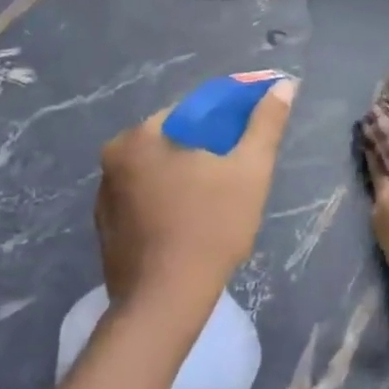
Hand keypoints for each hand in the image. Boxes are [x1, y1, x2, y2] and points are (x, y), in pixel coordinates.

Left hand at [94, 78, 295, 320]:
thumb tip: (284, 84)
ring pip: (158, 172)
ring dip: (186, 177)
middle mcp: (113, 159)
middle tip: (237, 175)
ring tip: (218, 202)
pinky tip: (191, 224)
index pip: (192, 111)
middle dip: (206, 151)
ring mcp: (105, 197)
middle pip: (173, 141)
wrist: (165, 303)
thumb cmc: (210, 227)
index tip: (248, 143)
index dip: (226, 121)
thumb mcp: (250, 170)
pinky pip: (145, 200)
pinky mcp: (107, 230)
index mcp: (140, 137)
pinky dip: (168, 202)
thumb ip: (266, 123)